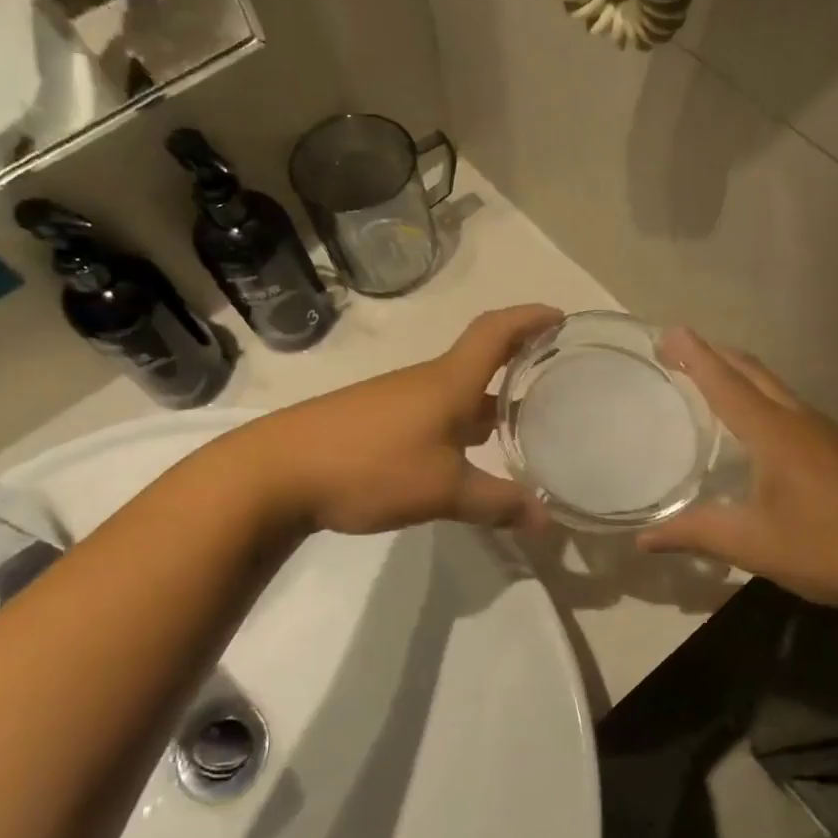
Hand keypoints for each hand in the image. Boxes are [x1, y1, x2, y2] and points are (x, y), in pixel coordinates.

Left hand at [251, 305, 563, 534]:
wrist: (278, 472)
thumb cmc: (371, 466)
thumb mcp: (444, 491)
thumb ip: (497, 503)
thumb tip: (547, 520)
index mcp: (449, 382)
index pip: (496, 333)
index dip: (529, 319)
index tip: (560, 317)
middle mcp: (426, 383)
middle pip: (480, 361)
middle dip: (518, 365)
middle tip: (555, 381)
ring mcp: (397, 401)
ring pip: (456, 393)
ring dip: (489, 401)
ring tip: (519, 423)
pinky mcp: (375, 423)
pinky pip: (433, 414)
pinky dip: (461, 425)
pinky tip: (466, 456)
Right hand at [637, 330, 837, 610]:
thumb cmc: (824, 546)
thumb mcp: (751, 544)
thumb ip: (694, 533)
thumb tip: (642, 540)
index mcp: (774, 433)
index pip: (725, 383)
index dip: (695, 356)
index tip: (669, 331)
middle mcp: (800, 420)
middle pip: (754, 372)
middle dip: (717, 355)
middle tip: (681, 350)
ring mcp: (827, 433)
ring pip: (777, 388)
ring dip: (742, 375)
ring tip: (713, 380)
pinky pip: (792, 409)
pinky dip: (764, 400)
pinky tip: (759, 429)